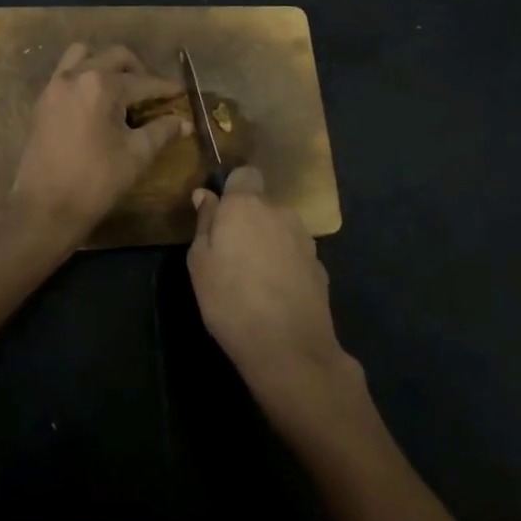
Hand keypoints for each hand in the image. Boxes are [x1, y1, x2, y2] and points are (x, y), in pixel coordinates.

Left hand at [8, 43, 187, 243]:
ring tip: (120, 90)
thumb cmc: (96, 181)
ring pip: (83, 55)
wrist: (45, 208)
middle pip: (114, 57)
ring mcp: (54, 87)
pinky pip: (66, 73)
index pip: (142, 81)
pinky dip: (84, 77)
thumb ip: (161, 132)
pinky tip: (96, 103)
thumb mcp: (136, 155)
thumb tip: (183, 122)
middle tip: (151, 92)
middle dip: (137, 70)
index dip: (164, 88)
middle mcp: (76, 76)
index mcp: (101, 85)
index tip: (180, 92)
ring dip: (105, 65)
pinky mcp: (42, 102)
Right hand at [187, 167, 361, 422]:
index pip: (245, 173)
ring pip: (279, 229)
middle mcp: (280, 212)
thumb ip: (205, 223)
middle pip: (262, 204)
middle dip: (248, 220)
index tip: (220, 213)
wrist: (288, 347)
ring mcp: (305, 239)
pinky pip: (294, 254)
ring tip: (253, 278)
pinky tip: (274, 293)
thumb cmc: (230, 300)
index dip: (233, 188)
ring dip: (267, 242)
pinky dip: (284, 265)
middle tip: (230, 254)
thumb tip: (206, 195)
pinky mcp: (320, 266)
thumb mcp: (199, 262)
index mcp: (246, 205)